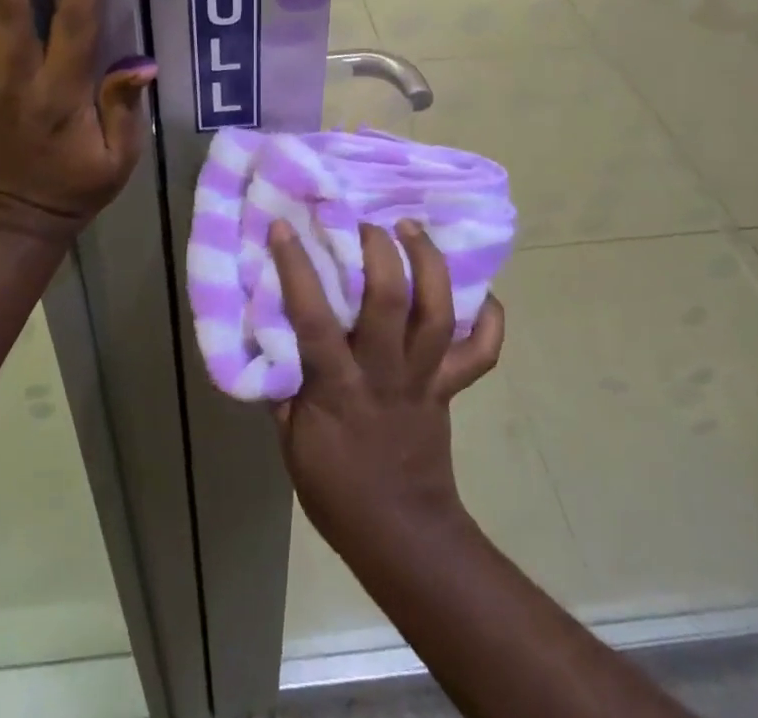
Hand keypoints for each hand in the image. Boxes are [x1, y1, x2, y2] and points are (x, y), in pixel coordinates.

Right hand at [269, 218, 503, 549]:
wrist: (402, 535)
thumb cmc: (336, 488)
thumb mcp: (291, 439)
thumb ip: (282, 382)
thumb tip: (268, 330)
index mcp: (338, 387)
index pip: (313, 318)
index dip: (297, 268)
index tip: (285, 227)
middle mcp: (385, 373)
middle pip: (390, 302)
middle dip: (379, 252)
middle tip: (367, 222)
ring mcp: (424, 378)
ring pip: (437, 314)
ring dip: (428, 264)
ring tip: (412, 229)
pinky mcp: (450, 388)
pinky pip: (482, 353)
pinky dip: (489, 320)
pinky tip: (481, 291)